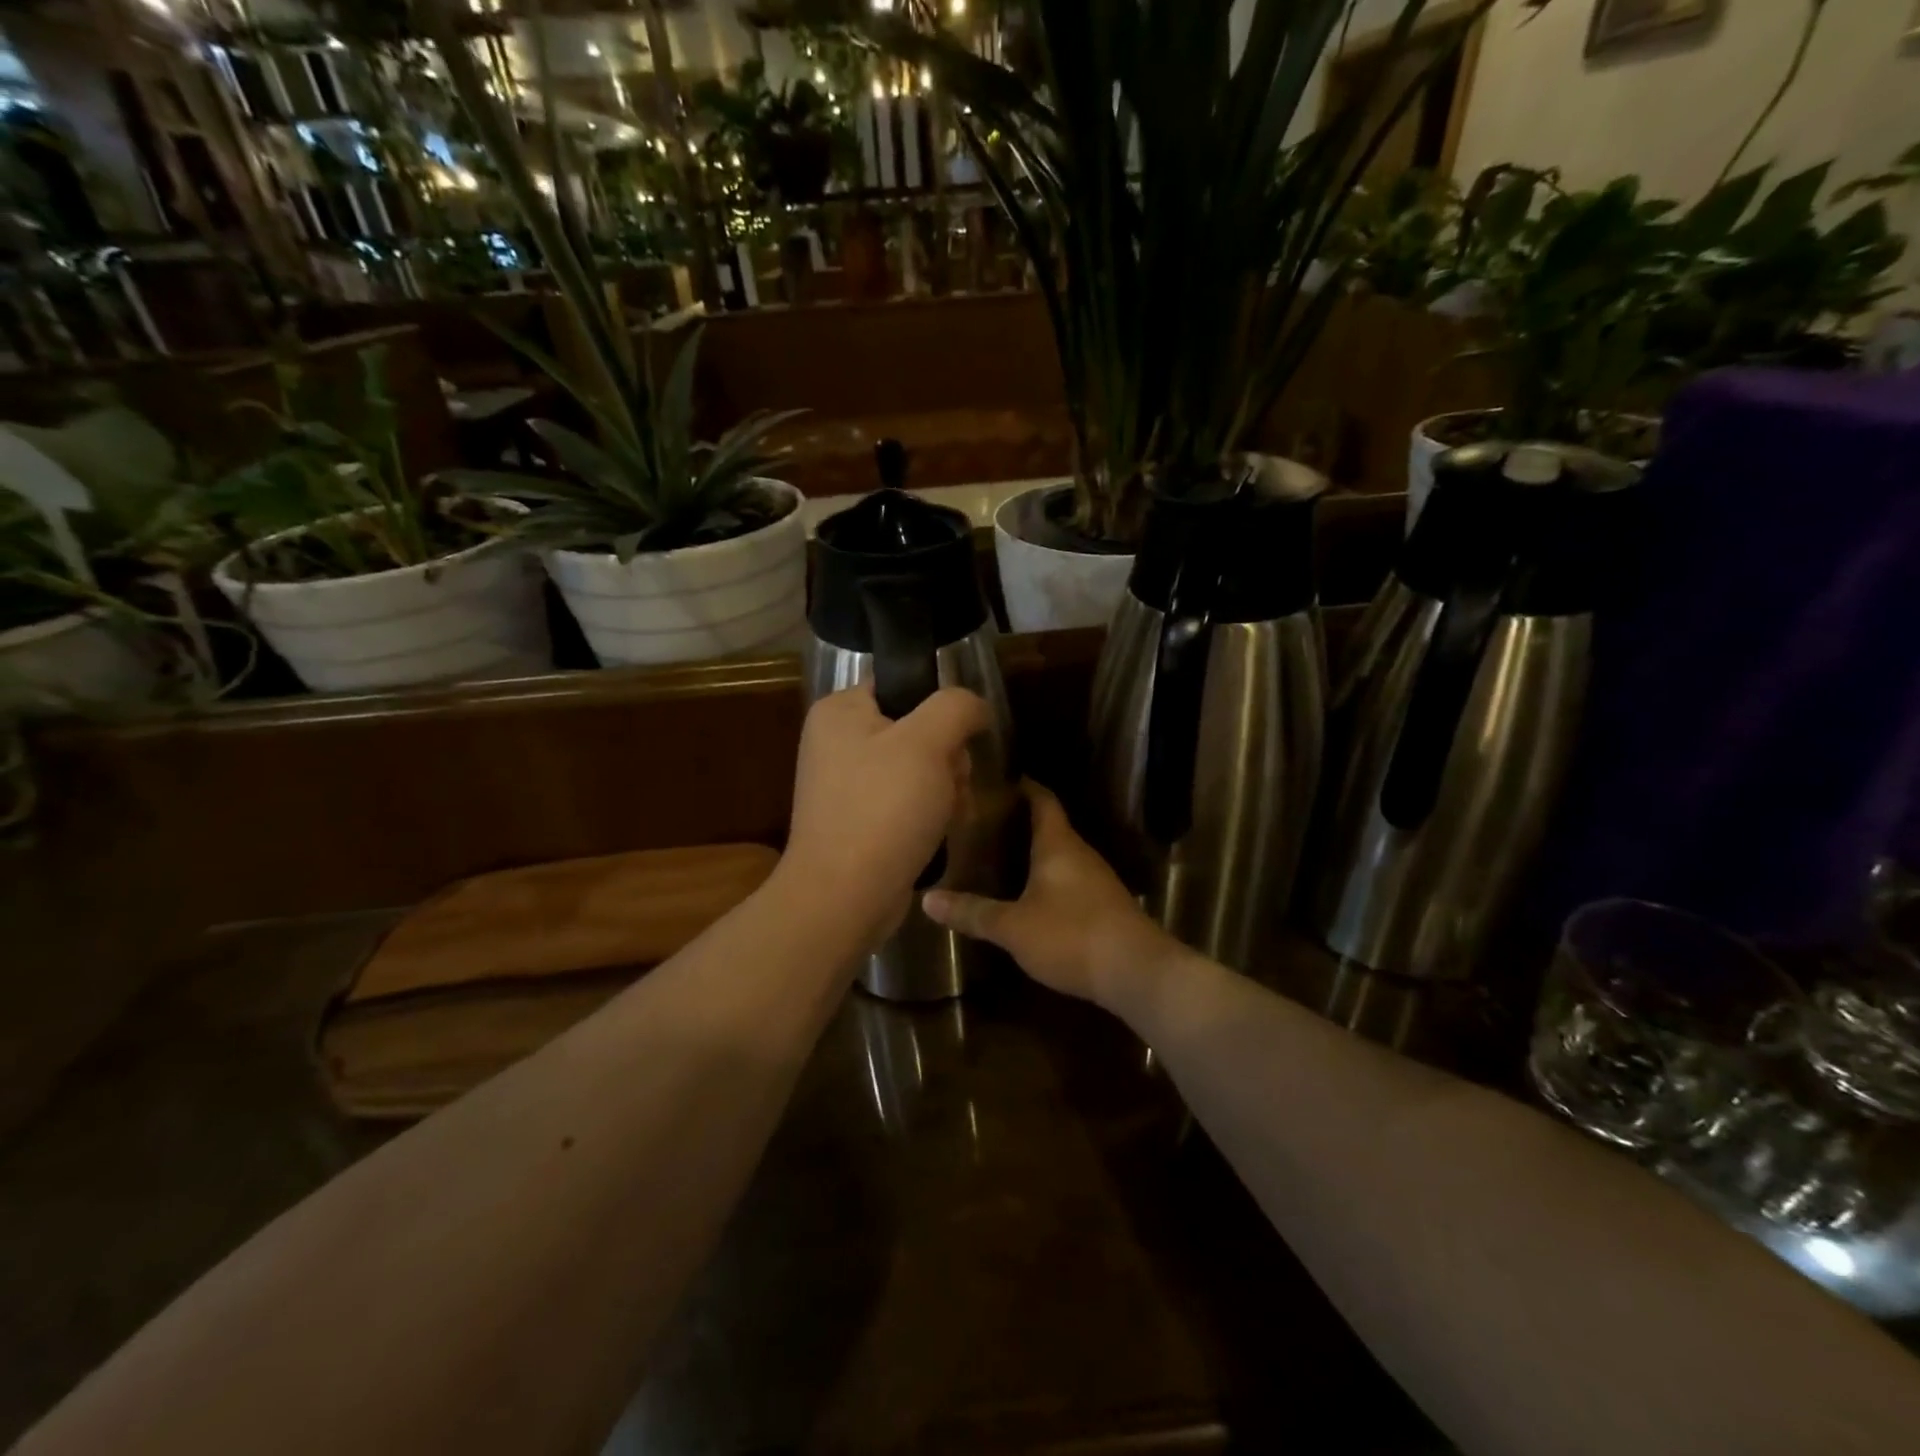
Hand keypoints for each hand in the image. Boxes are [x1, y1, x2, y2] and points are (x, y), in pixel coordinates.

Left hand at [780, 683, 990, 945]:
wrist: (845, 897)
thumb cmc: (883, 809)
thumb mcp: (927, 742)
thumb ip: (956, 706)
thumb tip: (975, 706)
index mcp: (840, 711)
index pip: (903, 685)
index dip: (939, 709)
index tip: (956, 740)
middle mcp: (838, 742)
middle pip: (918, 730)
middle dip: (948, 759)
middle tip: (951, 784)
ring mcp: (847, 785)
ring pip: (920, 769)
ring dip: (947, 789)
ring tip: (948, 815)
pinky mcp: (860, 820)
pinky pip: (907, 802)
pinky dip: (929, 814)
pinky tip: (939, 833)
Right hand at [922, 782, 1176, 1007]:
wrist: (1136, 972)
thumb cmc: (1071, 935)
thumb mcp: (1013, 927)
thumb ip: (973, 912)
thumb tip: (927, 900)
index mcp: (1058, 844)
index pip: (1042, 799)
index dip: (1022, 786)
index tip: (997, 778)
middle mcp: (1079, 853)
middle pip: (1049, 826)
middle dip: (1019, 821)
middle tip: (982, 822)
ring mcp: (1096, 879)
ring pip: (1059, 854)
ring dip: (1033, 852)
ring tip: (997, 855)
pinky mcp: (1103, 905)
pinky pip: (1069, 879)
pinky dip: (1046, 878)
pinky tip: (1027, 894)